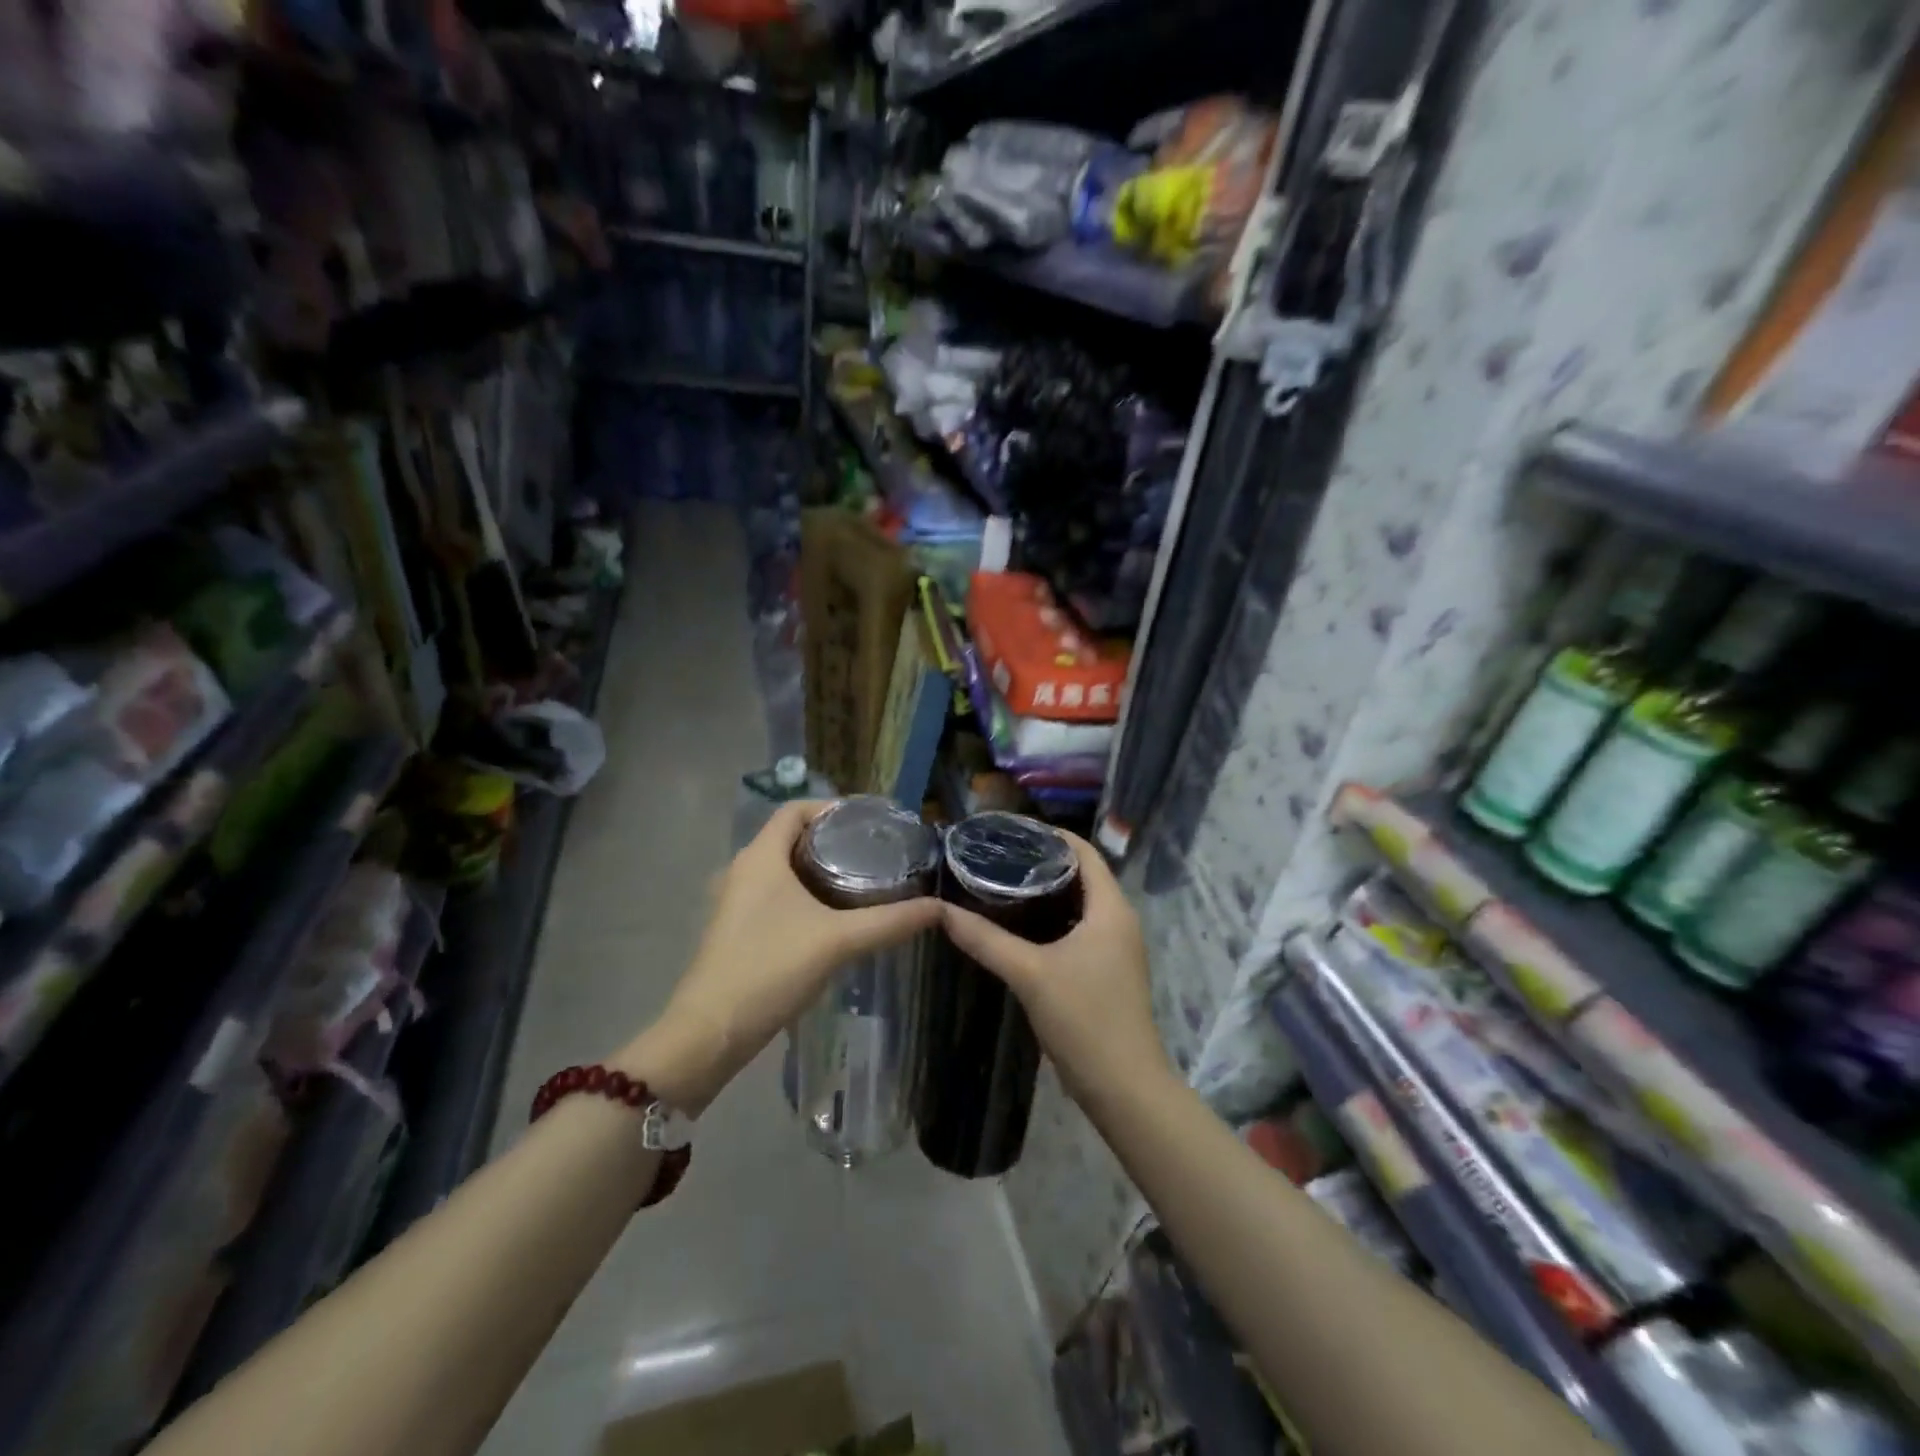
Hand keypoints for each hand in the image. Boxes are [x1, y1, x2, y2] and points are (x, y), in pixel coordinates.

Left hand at [623, 800, 940, 1111]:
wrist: (711, 1031)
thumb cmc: (770, 968)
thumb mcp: (838, 941)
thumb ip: (890, 922)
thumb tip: (939, 907)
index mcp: (761, 856)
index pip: (795, 809)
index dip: (831, 807)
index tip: (869, 822)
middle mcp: (744, 870)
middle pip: (791, 837)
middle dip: (832, 839)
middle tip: (875, 851)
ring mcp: (737, 901)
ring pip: (784, 868)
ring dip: (819, 868)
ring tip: (863, 879)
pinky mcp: (738, 928)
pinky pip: (776, 894)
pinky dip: (805, 894)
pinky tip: (835, 916)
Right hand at [939, 832, 1171, 1099]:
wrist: (1123, 1086)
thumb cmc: (1084, 1018)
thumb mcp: (1029, 974)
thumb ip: (986, 940)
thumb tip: (941, 910)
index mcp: (1111, 909)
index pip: (1085, 852)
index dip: (1052, 835)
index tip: (1011, 831)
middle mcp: (1119, 920)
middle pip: (1083, 875)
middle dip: (1044, 863)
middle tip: (998, 857)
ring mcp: (1116, 947)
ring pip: (1081, 904)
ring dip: (1048, 892)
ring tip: (1003, 884)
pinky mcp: (1107, 970)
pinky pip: (1080, 928)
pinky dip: (1053, 919)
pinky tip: (1020, 926)